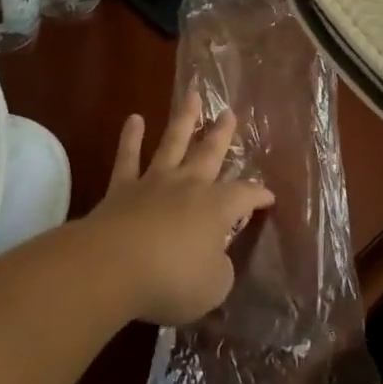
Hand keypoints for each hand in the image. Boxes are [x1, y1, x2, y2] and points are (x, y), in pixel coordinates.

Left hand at [88, 92, 274, 326]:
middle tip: (229, 112)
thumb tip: (218, 258)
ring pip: (173, 143)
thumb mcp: (212, 287)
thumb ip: (220, 269)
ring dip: (184, 119)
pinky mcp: (122, 188)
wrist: (113, 266)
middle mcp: (189, 186)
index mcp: (217, 208)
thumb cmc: (171, 279)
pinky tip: (134, 119)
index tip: (269, 197)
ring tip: (192, 96)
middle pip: (210, 153)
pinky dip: (131, 137)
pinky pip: (128, 157)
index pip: (246, 195)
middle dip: (222, 134)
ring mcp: (155, 182)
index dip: (259, 195)